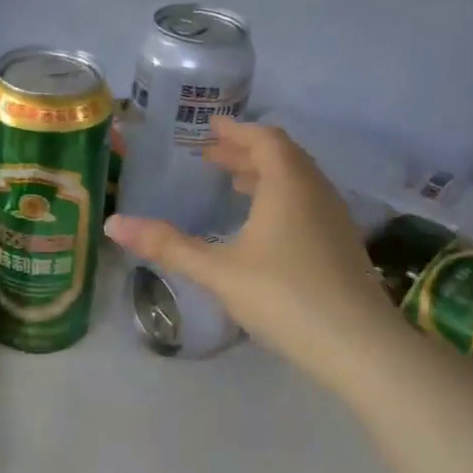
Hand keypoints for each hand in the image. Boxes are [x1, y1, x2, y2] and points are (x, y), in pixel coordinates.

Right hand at [105, 120, 400, 373]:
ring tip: (235, 183)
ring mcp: (334, 219)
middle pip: (283, 157)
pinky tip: (264, 227)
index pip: (264, 140)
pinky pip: (307, 204)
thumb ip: (168, 246)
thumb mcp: (217, 271)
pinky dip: (281, 199)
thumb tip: (114, 224)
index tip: (211, 127)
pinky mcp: (342, 246)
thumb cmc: (283, 296)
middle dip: (246, 152)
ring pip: (298, 182)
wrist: (358, 345)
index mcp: (288, 185)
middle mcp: (316, 192)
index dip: (236, 131)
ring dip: (265, 175)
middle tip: (212, 156)